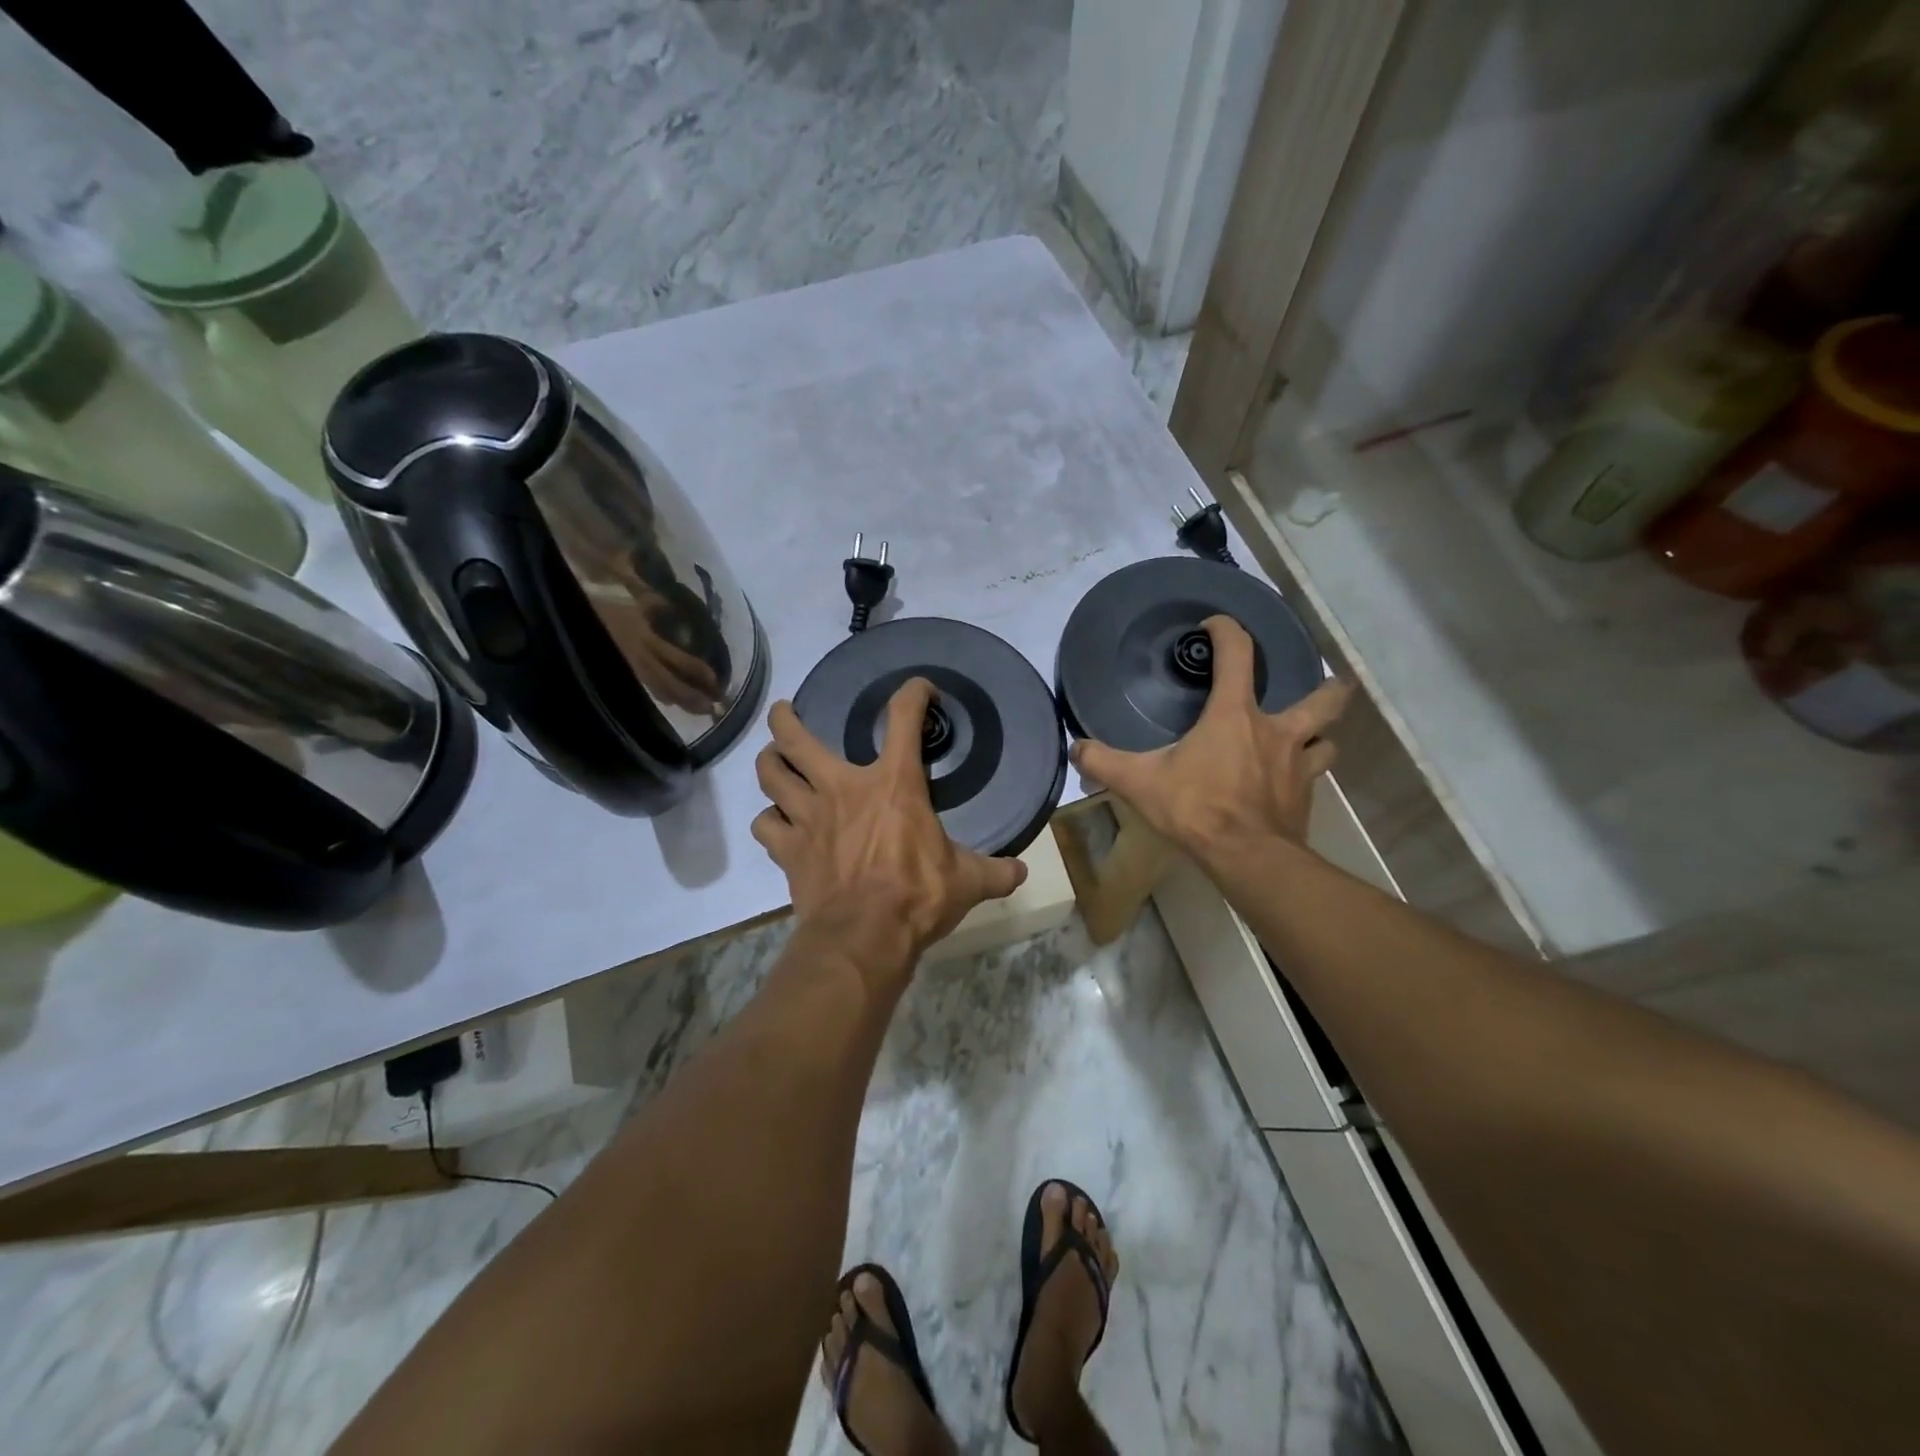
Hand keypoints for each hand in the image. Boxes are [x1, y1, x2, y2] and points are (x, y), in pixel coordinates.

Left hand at [752, 678, 1027, 977]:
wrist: (865, 936)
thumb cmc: (918, 896)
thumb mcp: (967, 881)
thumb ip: (995, 871)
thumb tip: (1020, 871)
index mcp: (894, 785)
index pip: (904, 720)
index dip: (912, 694)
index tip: (919, 688)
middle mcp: (842, 788)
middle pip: (796, 738)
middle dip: (786, 719)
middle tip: (785, 713)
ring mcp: (808, 818)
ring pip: (770, 774)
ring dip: (769, 763)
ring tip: (773, 760)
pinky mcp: (788, 850)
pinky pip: (765, 825)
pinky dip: (769, 821)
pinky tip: (776, 825)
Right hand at [1070, 615, 1351, 861]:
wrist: (1246, 857)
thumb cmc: (1196, 808)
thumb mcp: (1139, 783)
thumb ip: (1104, 762)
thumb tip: (1076, 748)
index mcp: (1235, 715)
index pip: (1238, 655)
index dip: (1227, 631)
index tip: (1215, 626)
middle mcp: (1276, 731)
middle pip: (1321, 698)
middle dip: (1327, 686)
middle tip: (1323, 681)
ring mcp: (1298, 765)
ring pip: (1327, 739)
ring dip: (1320, 734)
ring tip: (1308, 736)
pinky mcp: (1305, 796)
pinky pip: (1315, 776)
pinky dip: (1307, 772)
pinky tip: (1291, 783)